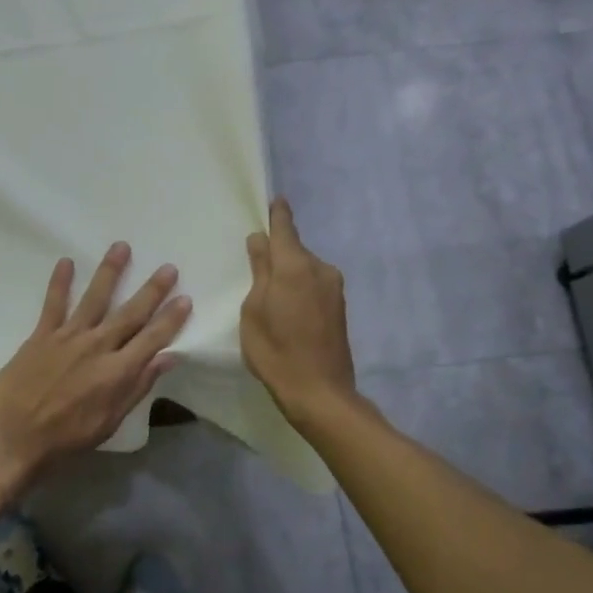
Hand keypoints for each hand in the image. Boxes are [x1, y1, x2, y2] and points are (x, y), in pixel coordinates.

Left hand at [0, 243, 191, 488]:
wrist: (11, 438)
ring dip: (110, 272)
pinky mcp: (41, 336)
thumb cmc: (64, 438)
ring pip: (95, 298)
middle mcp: (97, 346)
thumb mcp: (109, 421)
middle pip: (130, 313)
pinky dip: (60, 282)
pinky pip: (53, 303)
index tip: (185, 298)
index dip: (171, 318)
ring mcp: (68, 337)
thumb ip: (138, 387)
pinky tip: (66, 261)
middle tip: (168, 267)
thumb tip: (168, 358)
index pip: (153, 338)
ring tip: (122, 247)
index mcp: (118, 371)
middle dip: (152, 290)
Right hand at [241, 198, 356, 425]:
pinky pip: (313, 284)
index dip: (277, 214)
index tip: (274, 200)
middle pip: (294, 249)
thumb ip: (259, 272)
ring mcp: (333, 288)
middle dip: (277, 251)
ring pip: (304, 268)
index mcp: (294, 266)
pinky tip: (285, 308)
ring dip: (288, 273)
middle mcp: (319, 269)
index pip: (284, 229)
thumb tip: (260, 241)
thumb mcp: (253, 311)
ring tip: (267, 292)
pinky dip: (298, 287)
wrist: (320, 392)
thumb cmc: (276, 351)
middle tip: (255, 260)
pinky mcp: (339, 307)